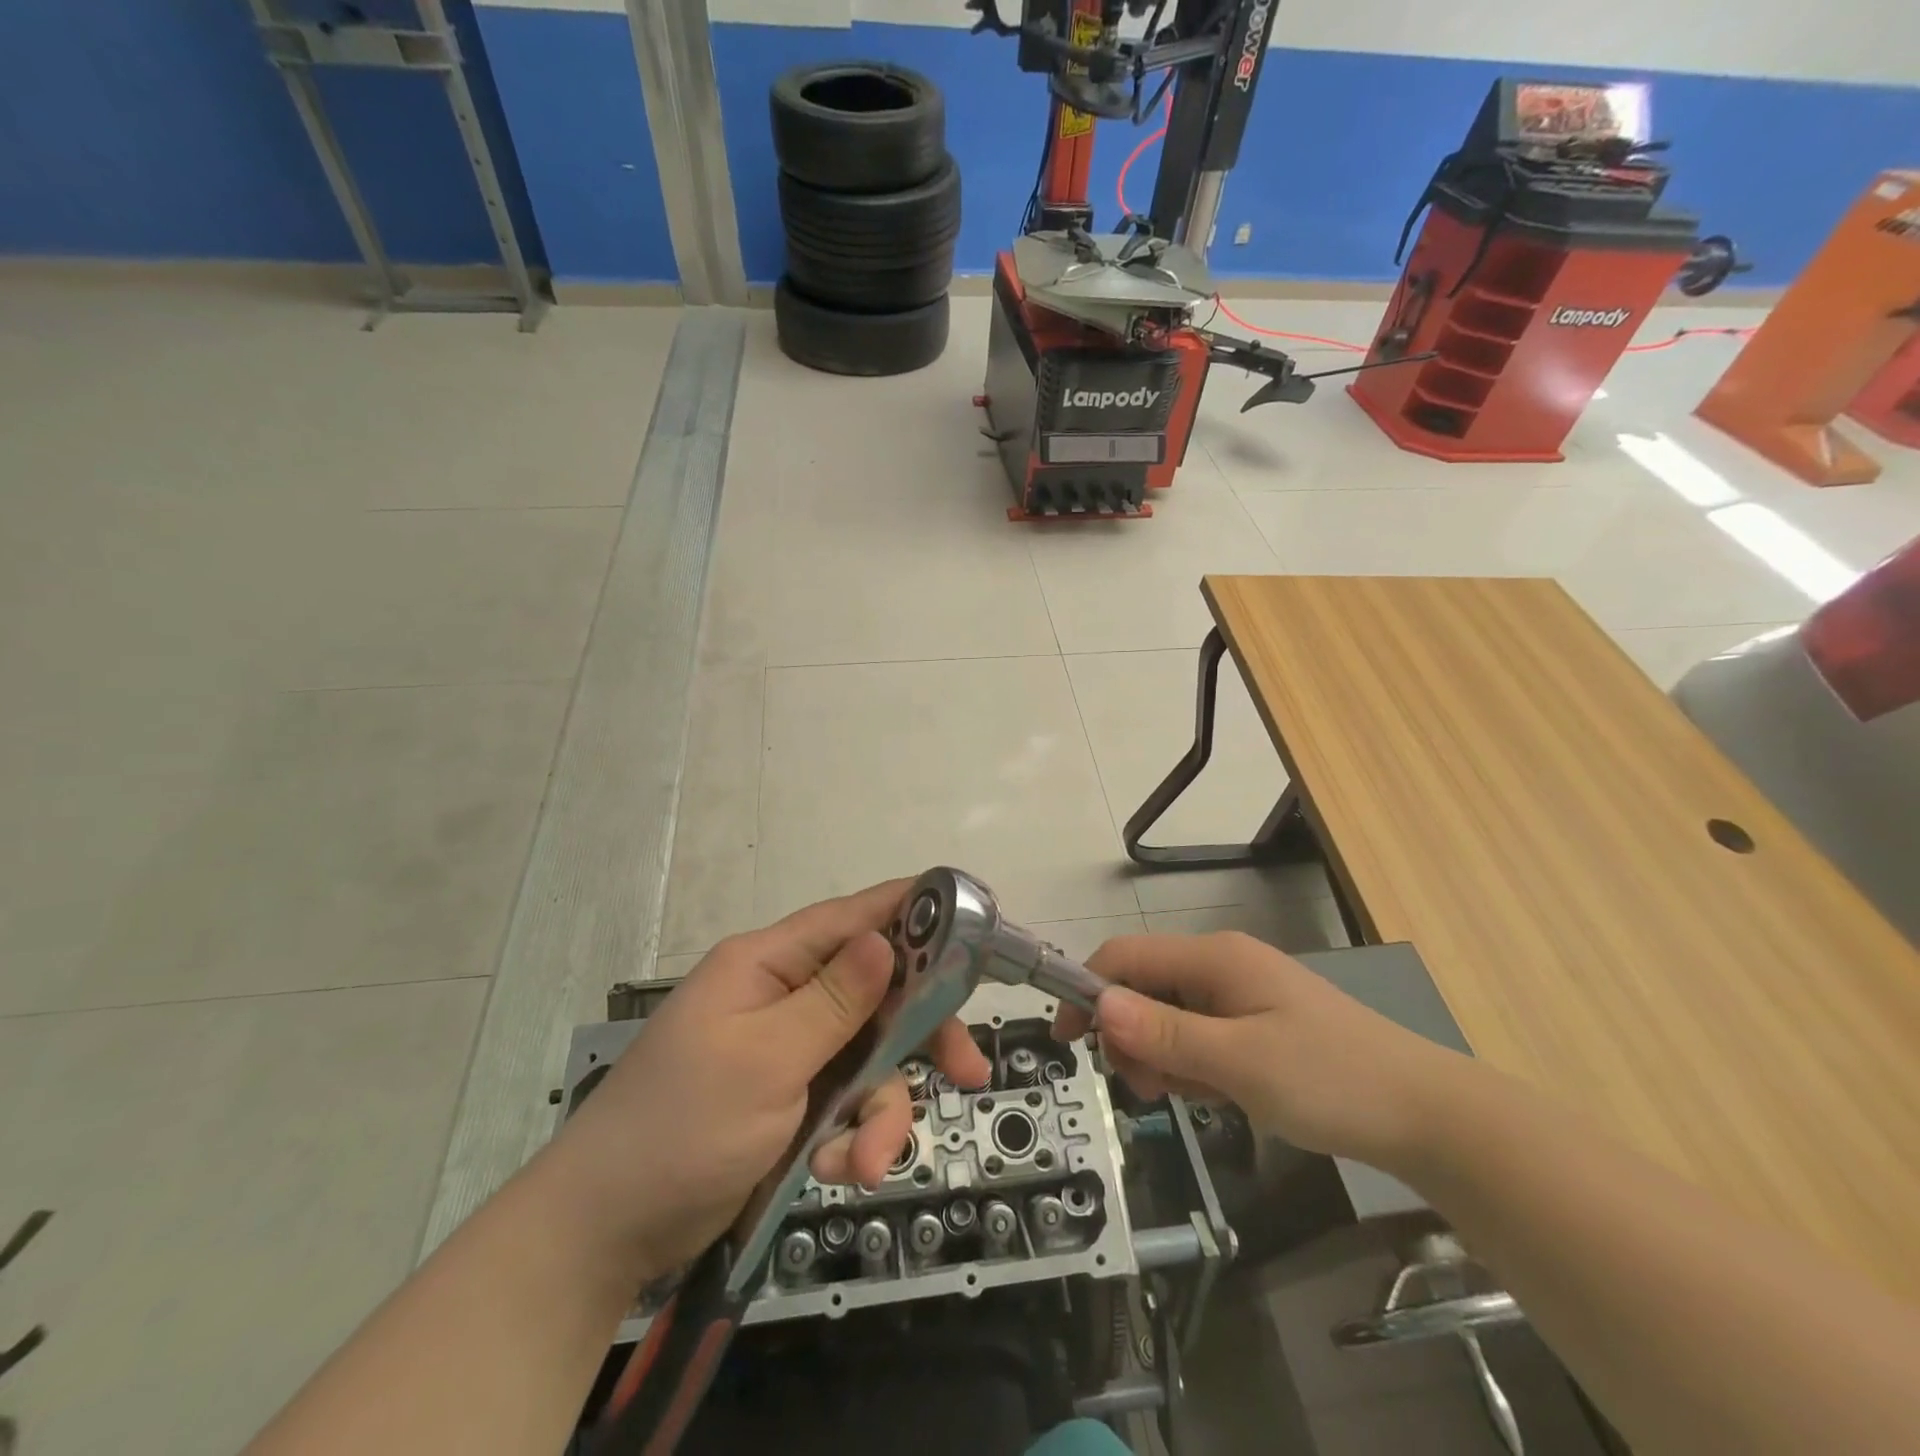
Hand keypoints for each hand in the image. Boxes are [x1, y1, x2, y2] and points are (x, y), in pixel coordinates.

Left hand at [538, 882, 990, 1282]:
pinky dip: (851, 1137)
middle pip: (876, 993)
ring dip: (879, 1111)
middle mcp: (783, 996)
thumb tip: (884, 938)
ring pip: (868, 1058)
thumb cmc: (681, 1127)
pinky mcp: (791, 1098)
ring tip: (866, 1164)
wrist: (605, 1233)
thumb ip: (833, 1000)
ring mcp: (789, 1049)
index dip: (911, 912)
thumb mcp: (765, 1060)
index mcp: (767, 964)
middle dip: (918, 1036)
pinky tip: (834, 1172)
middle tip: (967, 1071)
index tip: (971, 920)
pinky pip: (846, 1102)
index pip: (851, 917)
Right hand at [1056, 932, 1466, 1166]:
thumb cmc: (1329, 1079)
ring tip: (1187, 1097)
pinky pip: (1198, 1035)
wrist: (1427, 1115)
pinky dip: (1191, 1063)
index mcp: (1214, 957)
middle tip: (1147, 1089)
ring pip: (1168, 1016)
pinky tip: (1213, 1094)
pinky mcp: (1255, 1023)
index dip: (1088, 992)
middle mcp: (1221, 965)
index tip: (1069, 1042)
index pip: (1125, 957)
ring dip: (1160, 1055)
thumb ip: (1164, 1033)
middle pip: (1143, 987)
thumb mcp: (1238, 1061)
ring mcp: (1240, 994)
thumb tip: (1099, 1006)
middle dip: (1130, 1035)